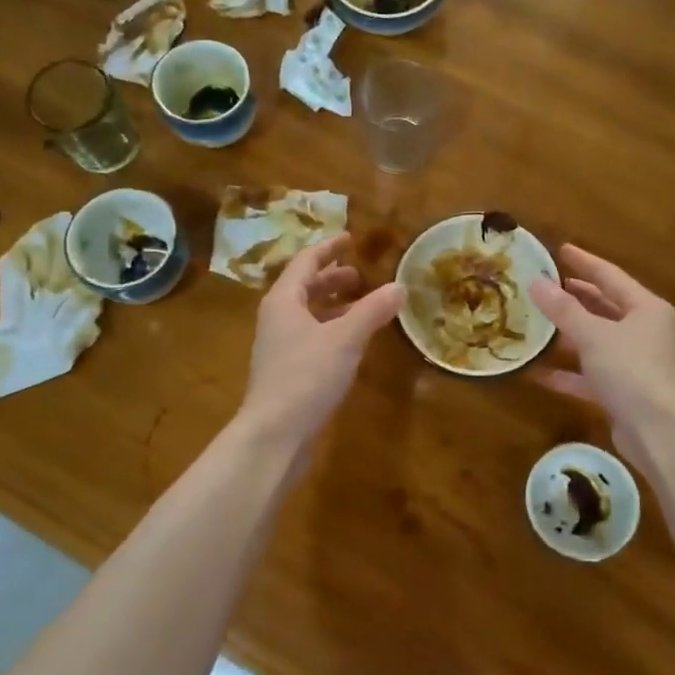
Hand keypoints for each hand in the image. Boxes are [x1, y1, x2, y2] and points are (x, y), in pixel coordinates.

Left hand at [238, 234, 404, 447]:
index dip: (329, 248)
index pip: (306, 261)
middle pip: (305, 287)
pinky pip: (311, 336)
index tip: (350, 239)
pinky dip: (332, 328)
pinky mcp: (287, 370)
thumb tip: (400, 286)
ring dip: (334, 305)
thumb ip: (372, 311)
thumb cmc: (306, 377)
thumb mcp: (345, 339)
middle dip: (333, 278)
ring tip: (363, 305)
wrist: (274, 434)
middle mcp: (277, 317)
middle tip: (362, 276)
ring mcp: (280, 345)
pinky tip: (352, 341)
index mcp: (284, 300)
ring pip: (308, 313)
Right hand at [530, 245, 674, 458]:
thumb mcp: (593, 335)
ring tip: (536, 322)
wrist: (658, 432)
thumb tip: (536, 282)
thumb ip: (563, 309)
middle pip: (604, 307)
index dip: (584, 261)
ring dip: (568, 334)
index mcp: (645, 308)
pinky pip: (590, 374)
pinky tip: (538, 372)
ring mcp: (634, 362)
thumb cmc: (630, 371)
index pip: (610, 275)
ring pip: (596, 340)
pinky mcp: (623, 391)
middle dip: (574, 297)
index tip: (560, 250)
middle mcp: (643, 331)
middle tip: (544, 285)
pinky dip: (568, 372)